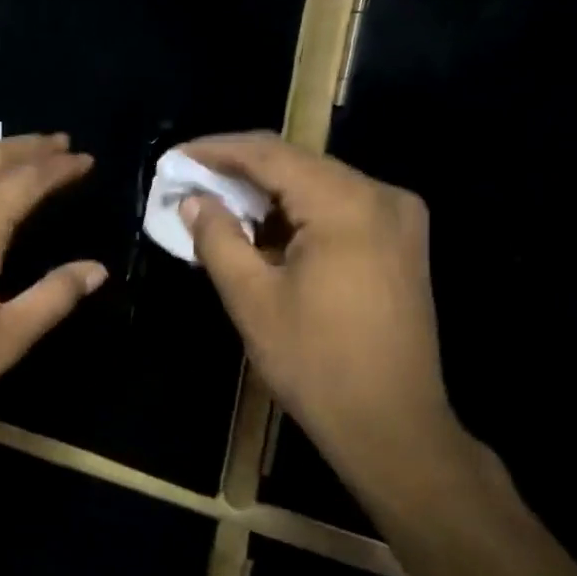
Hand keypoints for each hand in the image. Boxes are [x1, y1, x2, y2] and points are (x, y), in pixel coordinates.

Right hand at [178, 133, 475, 510]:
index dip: (217, 150)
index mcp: (346, 204)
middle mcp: (382, 197)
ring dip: (268, 196)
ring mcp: (400, 220)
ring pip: (319, 188)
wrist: (392, 425)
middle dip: (240, 172)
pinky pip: (340, 211)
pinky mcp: (402, 246)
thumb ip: (218, 239)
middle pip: (298, 166)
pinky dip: (297, 216)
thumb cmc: (315, 362)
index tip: (175, 158)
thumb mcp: (252, 299)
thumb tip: (193, 201)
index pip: (270, 154)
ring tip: (218, 208)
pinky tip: (264, 233)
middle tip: (190, 183)